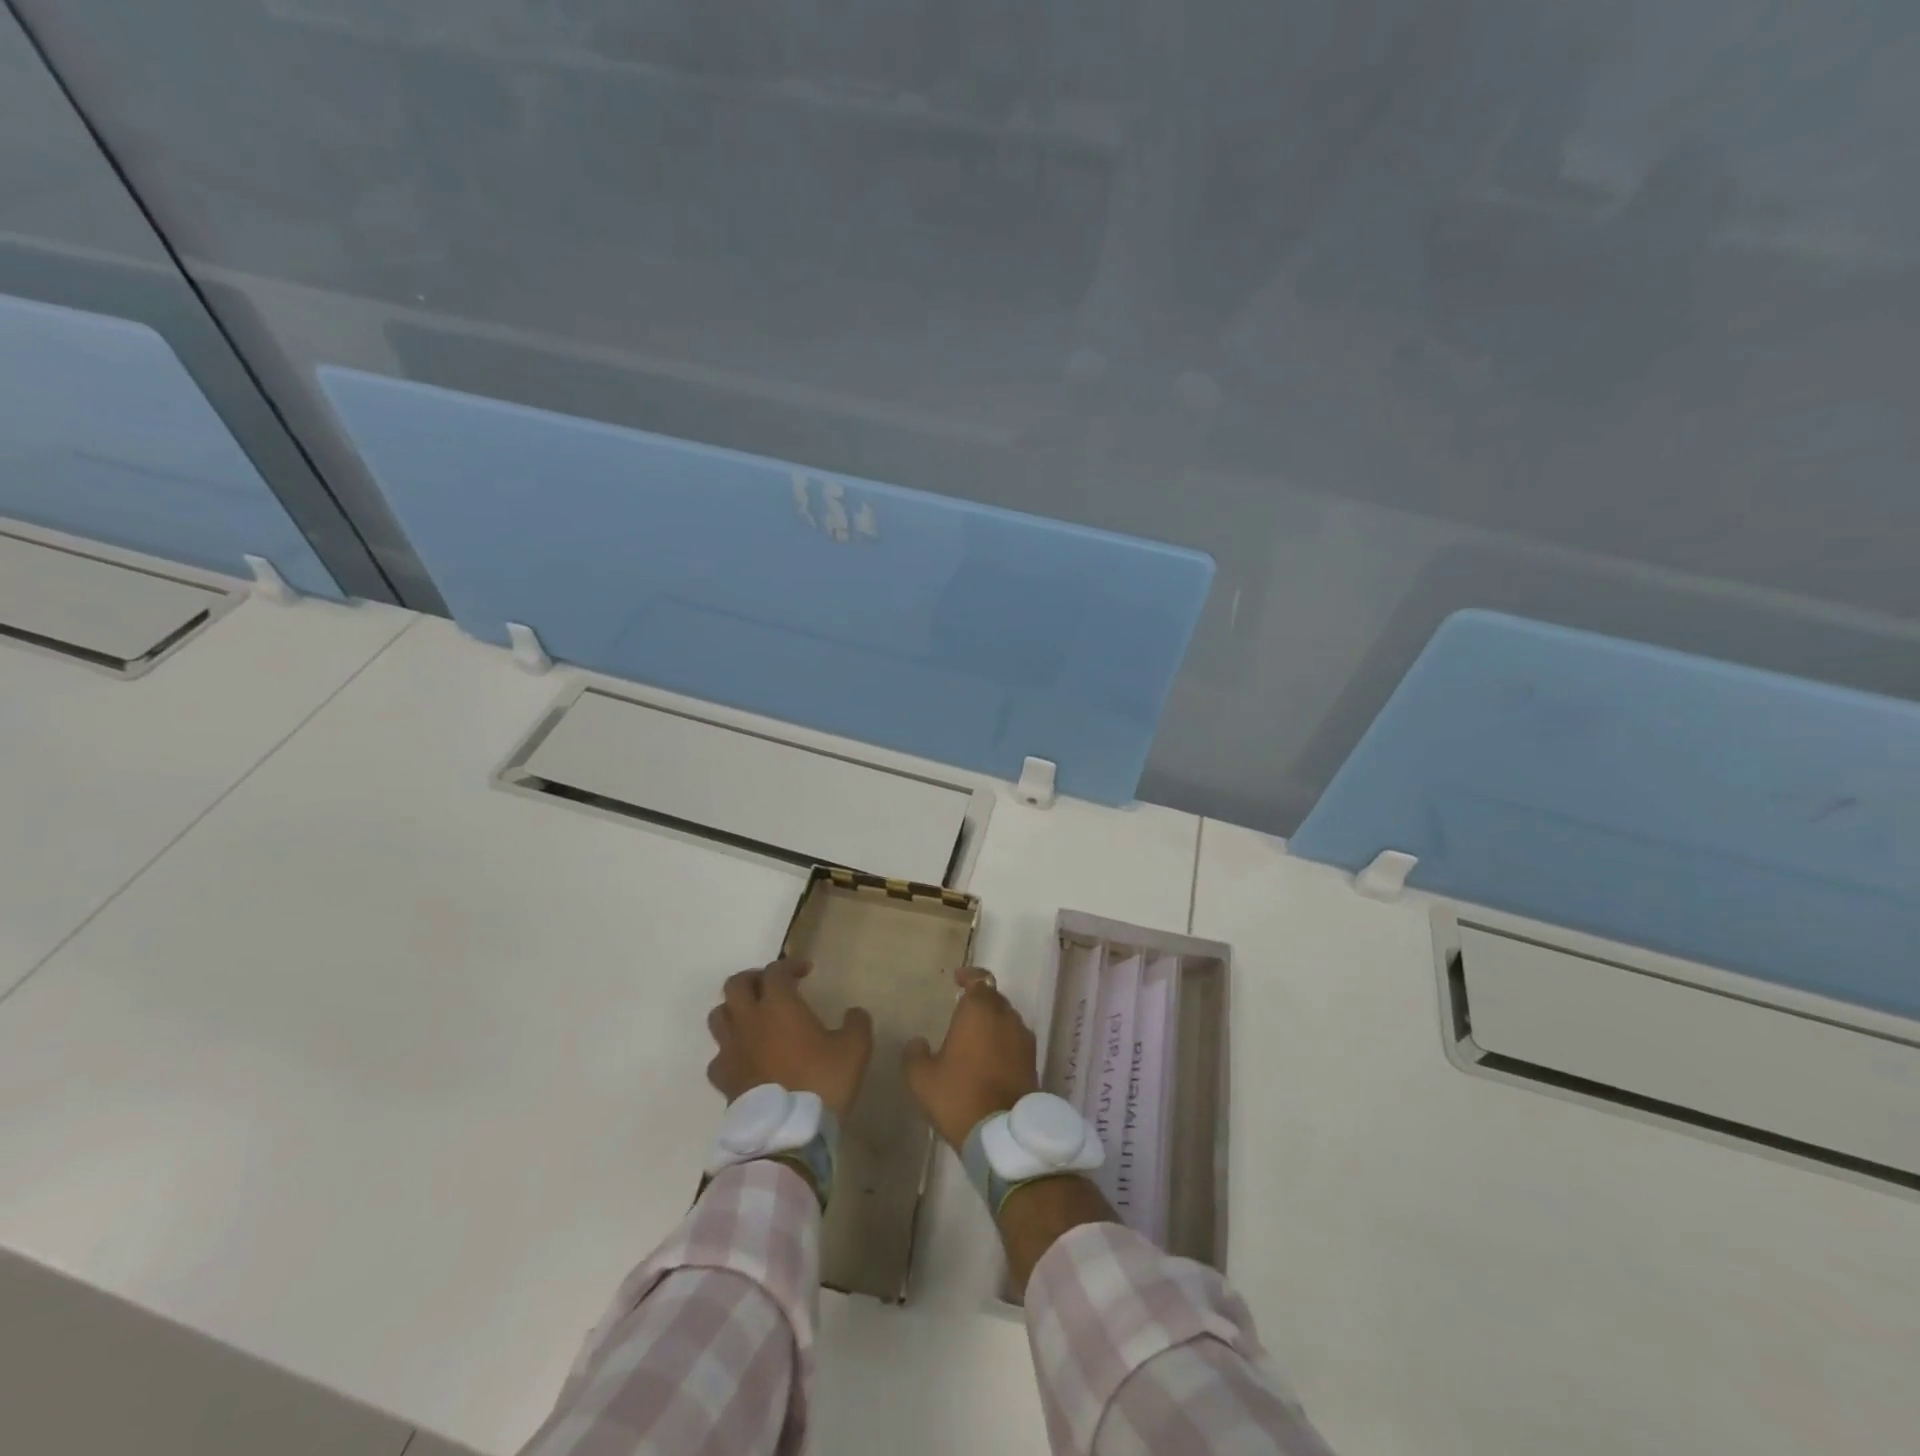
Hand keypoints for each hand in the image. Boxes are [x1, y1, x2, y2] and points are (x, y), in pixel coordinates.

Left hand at [705, 959, 873, 1118]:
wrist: (787, 1134)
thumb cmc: (821, 1081)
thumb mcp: (855, 1048)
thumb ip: (857, 1023)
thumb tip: (853, 1013)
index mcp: (779, 1005)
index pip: (776, 970)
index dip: (790, 965)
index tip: (806, 972)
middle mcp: (749, 1020)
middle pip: (736, 984)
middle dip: (754, 979)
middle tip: (773, 987)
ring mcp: (731, 1049)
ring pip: (718, 1015)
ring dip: (734, 1009)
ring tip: (753, 1017)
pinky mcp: (723, 1079)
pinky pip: (718, 1055)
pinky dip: (730, 1050)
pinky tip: (745, 1058)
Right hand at [903, 967, 1039, 1149]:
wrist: (1005, 1133)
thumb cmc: (960, 1095)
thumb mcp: (922, 1078)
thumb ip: (915, 1054)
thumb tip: (917, 1042)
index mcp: (979, 1010)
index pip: (979, 979)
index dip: (969, 976)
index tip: (957, 979)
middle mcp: (1005, 1016)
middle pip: (994, 997)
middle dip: (979, 1000)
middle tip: (962, 1010)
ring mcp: (1023, 1038)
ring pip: (1007, 1018)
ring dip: (993, 1021)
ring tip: (974, 1036)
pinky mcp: (1033, 1060)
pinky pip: (1015, 1039)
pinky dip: (1003, 1041)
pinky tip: (990, 1057)